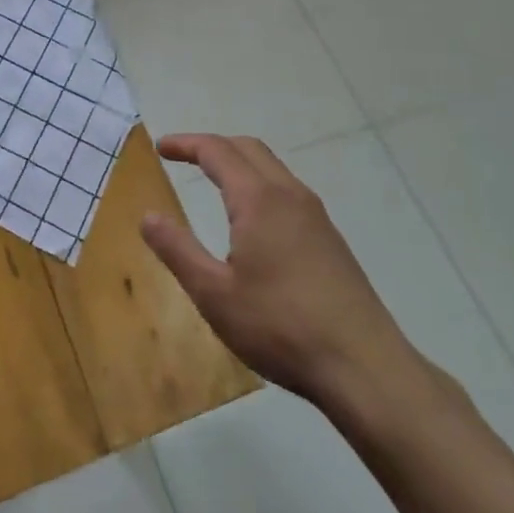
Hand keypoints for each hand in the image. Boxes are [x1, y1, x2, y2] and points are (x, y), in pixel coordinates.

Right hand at [140, 133, 423, 413]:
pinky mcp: (331, 241)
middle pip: (248, 148)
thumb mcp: (214, 294)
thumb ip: (177, 250)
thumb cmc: (280, 327)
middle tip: (183, 157)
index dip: (186, 144)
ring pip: (272, 168)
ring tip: (213, 180)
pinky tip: (254, 219)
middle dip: (212, 146)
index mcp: (258, 200)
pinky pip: (288, 191)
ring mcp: (316, 217)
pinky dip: (260, 183)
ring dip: (239, 162)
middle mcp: (289, 196)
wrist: (366, 369)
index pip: (217, 151)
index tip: (160, 147)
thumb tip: (148, 216)